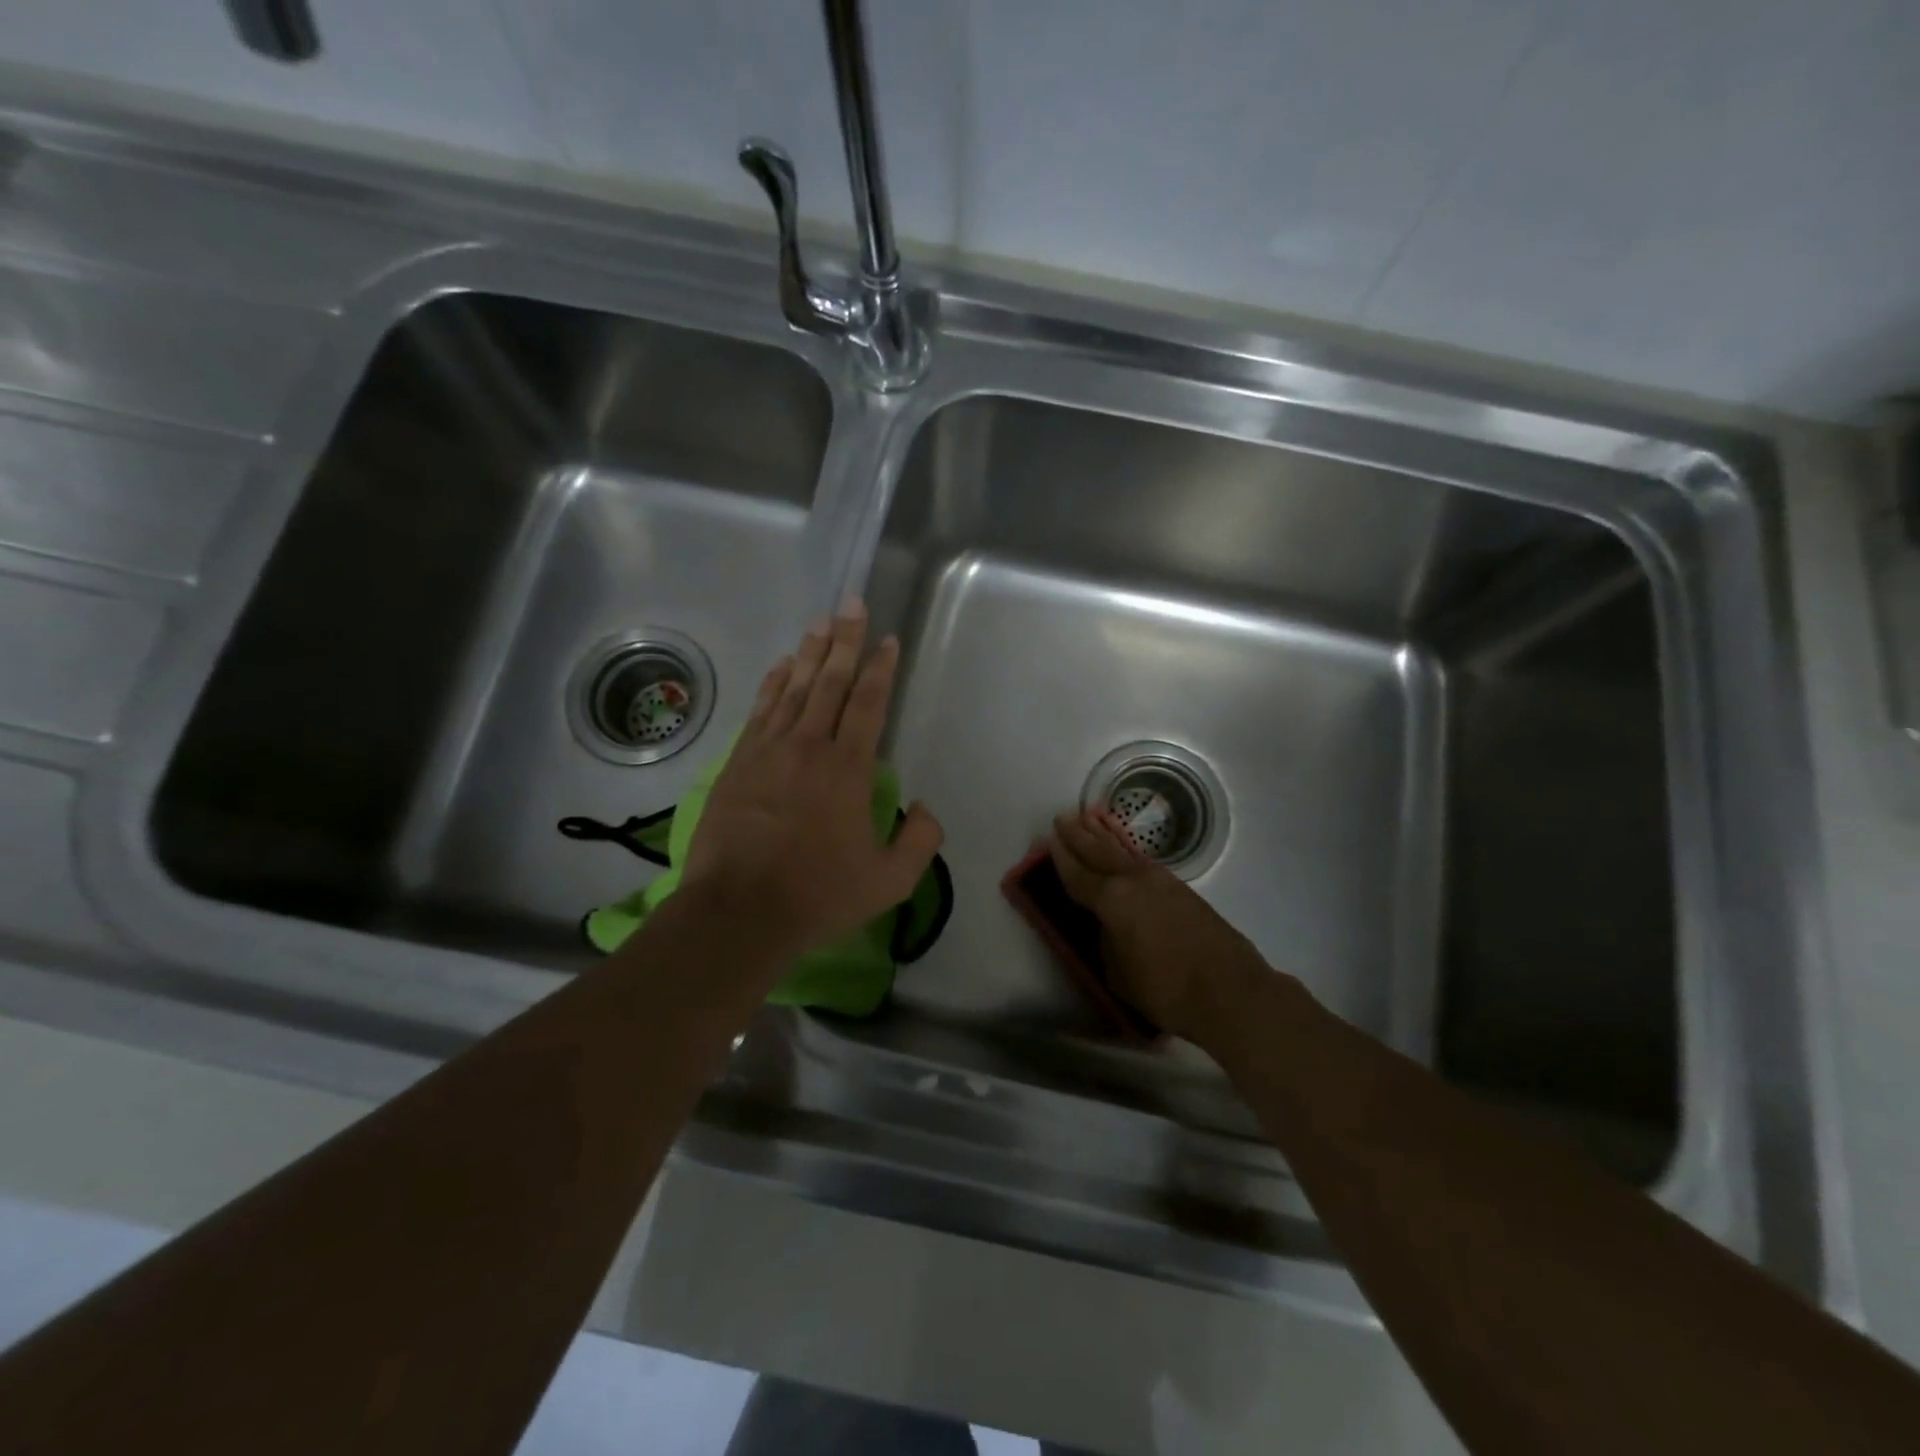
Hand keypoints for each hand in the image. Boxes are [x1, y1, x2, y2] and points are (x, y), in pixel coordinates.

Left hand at [683, 601, 942, 961]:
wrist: (738, 911)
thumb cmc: (818, 895)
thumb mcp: (890, 881)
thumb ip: (920, 841)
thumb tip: (925, 809)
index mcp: (848, 768)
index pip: (869, 703)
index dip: (881, 668)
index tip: (888, 639)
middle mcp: (809, 746)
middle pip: (830, 682)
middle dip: (846, 640)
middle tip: (852, 604)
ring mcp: (768, 751)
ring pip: (794, 688)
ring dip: (810, 653)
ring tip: (822, 623)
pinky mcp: (738, 763)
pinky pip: (761, 710)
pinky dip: (773, 683)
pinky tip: (781, 666)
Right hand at [1049, 808, 1270, 1043]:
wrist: (1230, 991)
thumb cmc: (1166, 990)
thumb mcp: (1118, 974)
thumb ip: (1106, 943)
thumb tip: (1107, 927)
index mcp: (1112, 900)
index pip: (1078, 874)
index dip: (1061, 858)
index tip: (1049, 840)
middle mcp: (1134, 881)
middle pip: (1100, 852)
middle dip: (1079, 835)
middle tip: (1063, 818)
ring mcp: (1161, 882)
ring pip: (1125, 851)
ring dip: (1105, 834)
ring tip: (1090, 817)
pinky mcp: (1181, 890)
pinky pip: (1143, 860)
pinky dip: (1128, 849)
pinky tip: (1126, 849)